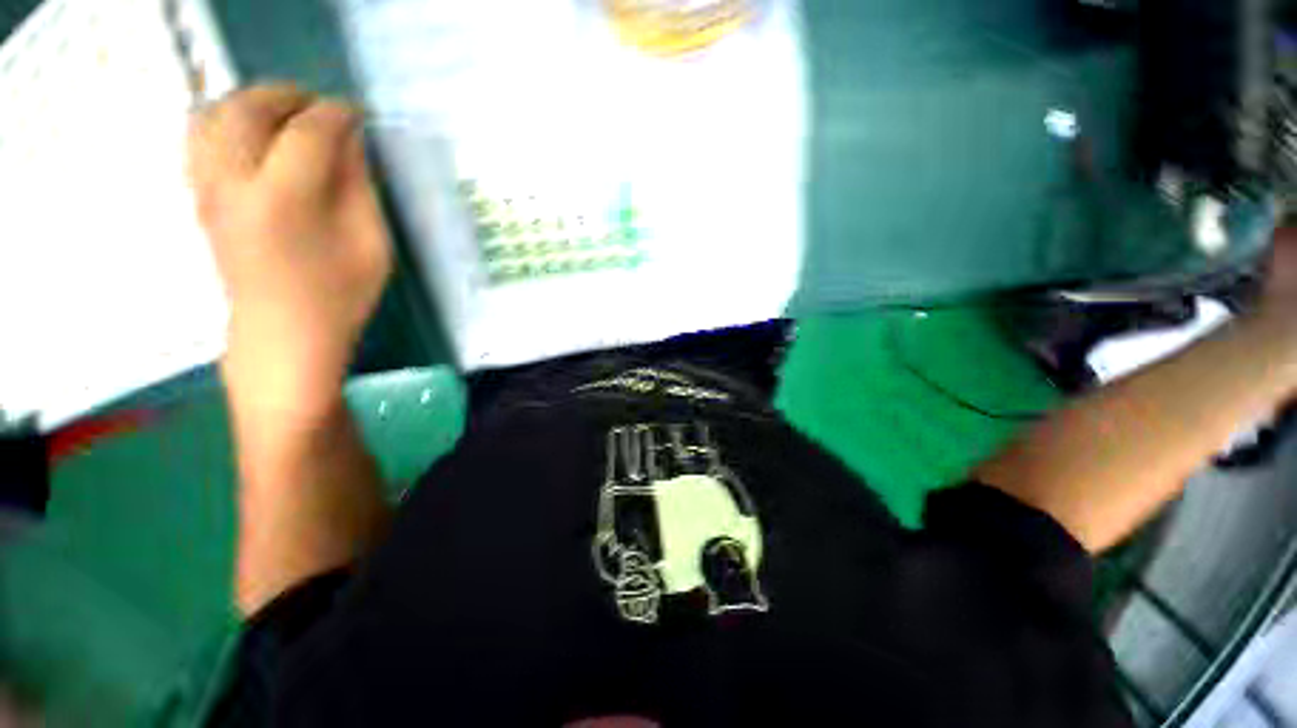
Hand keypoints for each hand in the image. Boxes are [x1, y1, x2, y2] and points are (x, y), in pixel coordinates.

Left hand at [187, 84, 390, 424]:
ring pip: (214, 114)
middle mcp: (233, 183)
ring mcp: (208, 189)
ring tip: (285, 116)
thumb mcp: (370, 244)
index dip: (337, 115)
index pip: (308, 132)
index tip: (358, 114)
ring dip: (251, 103)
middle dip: (287, 96)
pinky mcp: (200, 198)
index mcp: (283, 199)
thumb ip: (359, 187)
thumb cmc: (339, 295)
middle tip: (320, 107)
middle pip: (248, 108)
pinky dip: (227, 122)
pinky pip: (200, 138)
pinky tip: (255, 138)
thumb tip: (350, 142)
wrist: (283, 335)